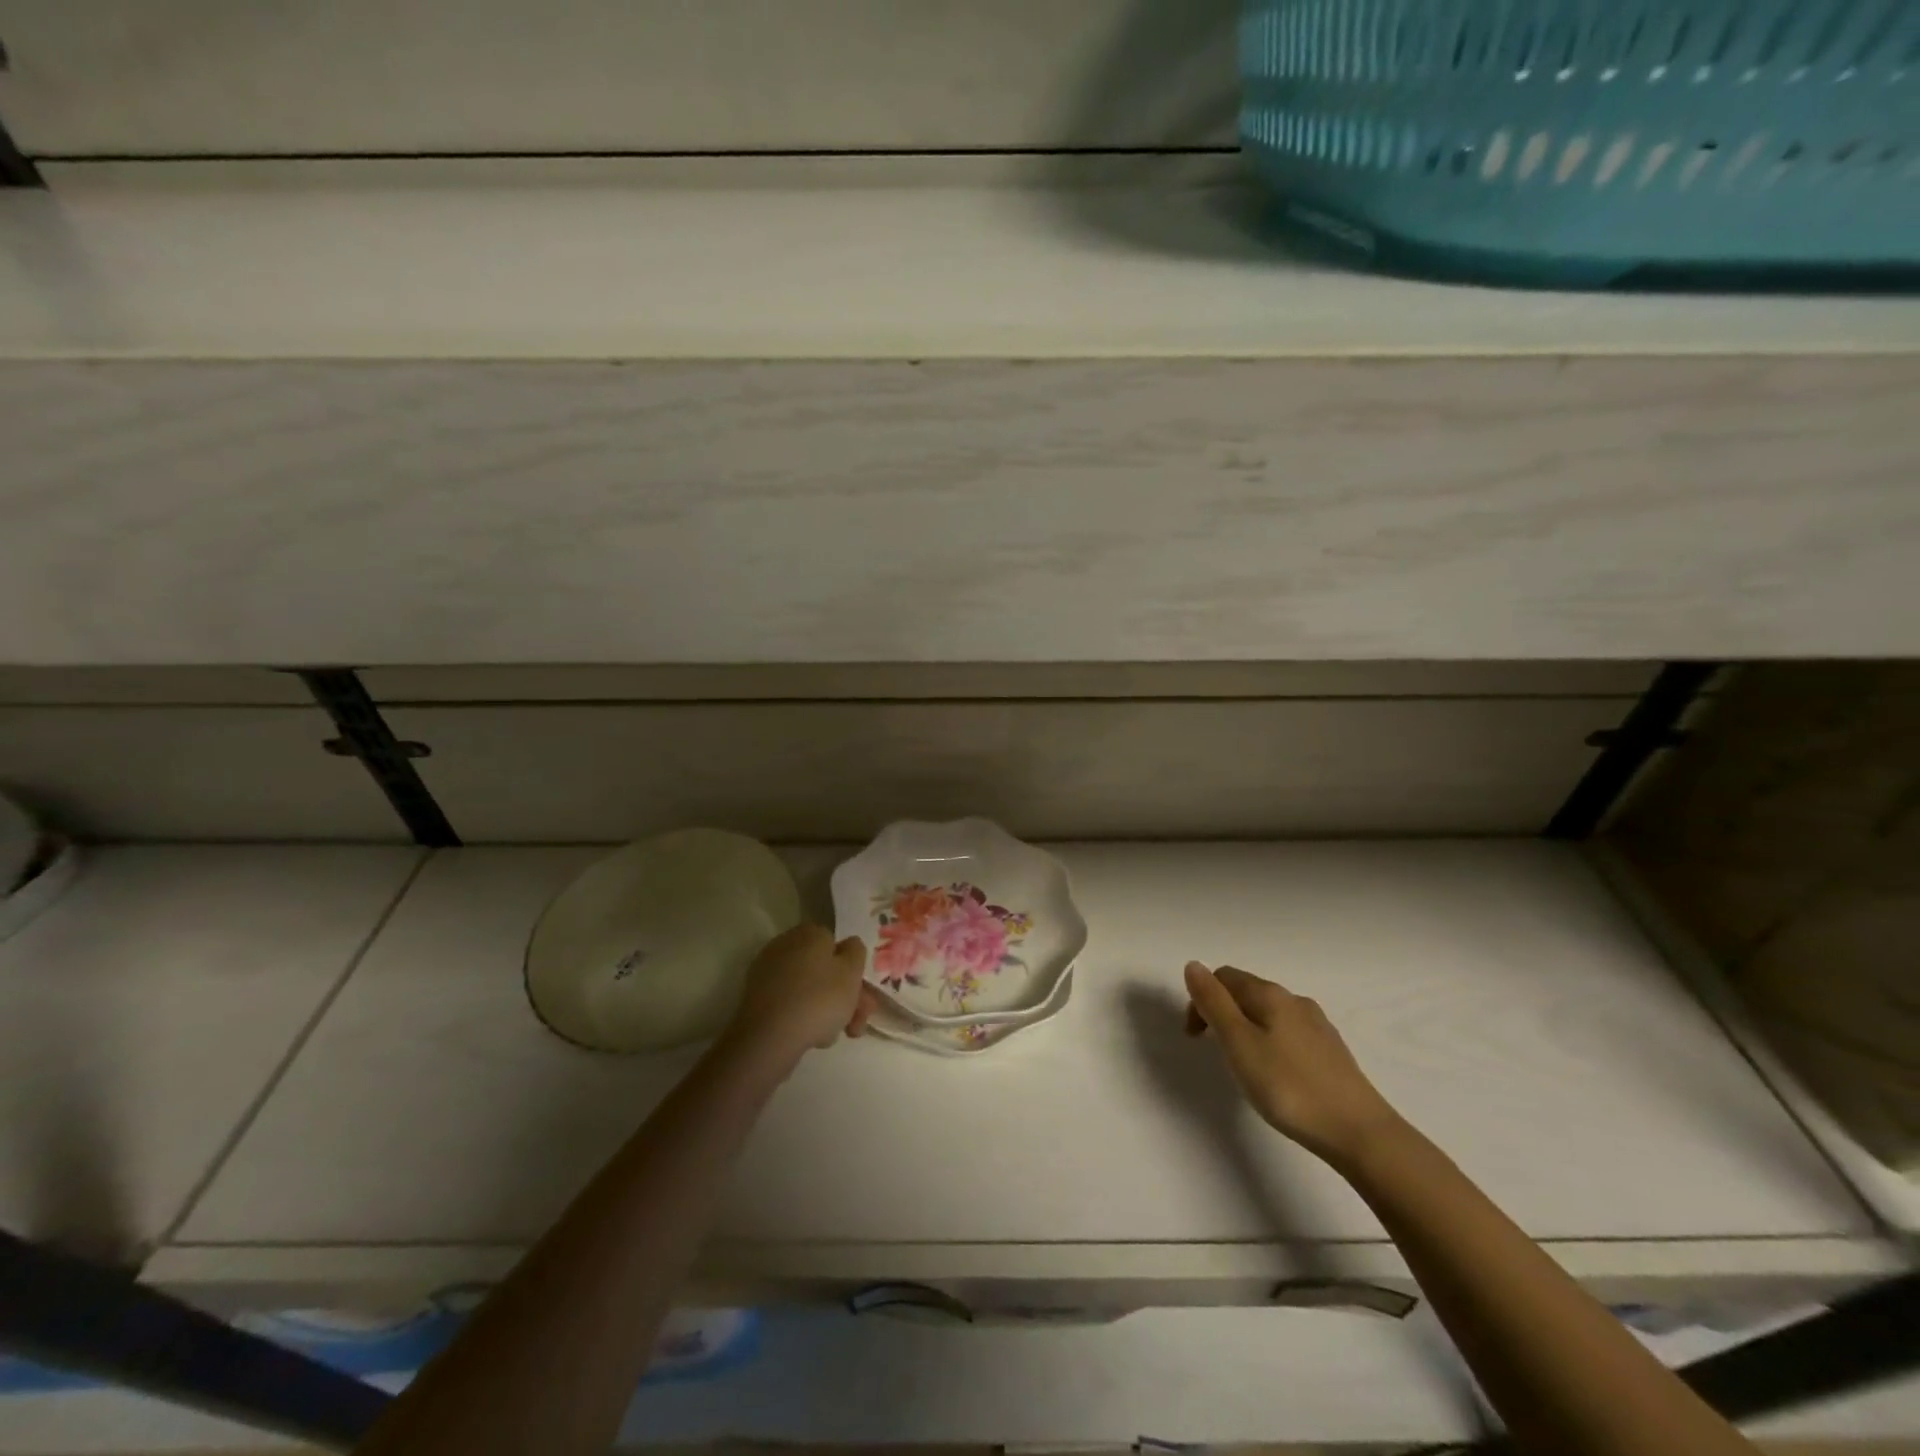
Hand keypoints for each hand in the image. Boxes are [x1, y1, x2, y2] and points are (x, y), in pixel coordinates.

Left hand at [727, 924, 876, 1062]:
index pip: (837, 946)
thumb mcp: (852, 971)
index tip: (863, 999)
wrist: (769, 1037)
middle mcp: (786, 945)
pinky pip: (790, 1003)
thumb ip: (856, 951)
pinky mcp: (757, 998)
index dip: (853, 973)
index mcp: (810, 933)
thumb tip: (848, 946)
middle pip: (824, 970)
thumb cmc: (819, 999)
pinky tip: (811, 1038)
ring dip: (826, 1011)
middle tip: (855, 1026)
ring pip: (809, 989)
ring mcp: (768, 972)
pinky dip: (803, 1016)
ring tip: (832, 1038)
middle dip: (844, 998)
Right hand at [1183, 961, 1403, 1168]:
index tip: (1195, 1038)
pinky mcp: (1331, 1051)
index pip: (1223, 977)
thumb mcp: (1238, 1043)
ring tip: (1243, 1065)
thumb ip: (1213, 1003)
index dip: (1201, 1000)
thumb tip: (1193, 965)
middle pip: (1246, 992)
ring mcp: (1317, 1025)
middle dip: (1222, 1012)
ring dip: (1246, 1028)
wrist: (1359, 1133)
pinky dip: (1269, 1043)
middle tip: (1215, 1052)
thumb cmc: (1289, 1087)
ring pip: (1268, 1013)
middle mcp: (1294, 1000)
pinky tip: (1276, 1074)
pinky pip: (1288, 1033)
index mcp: (1269, 994)